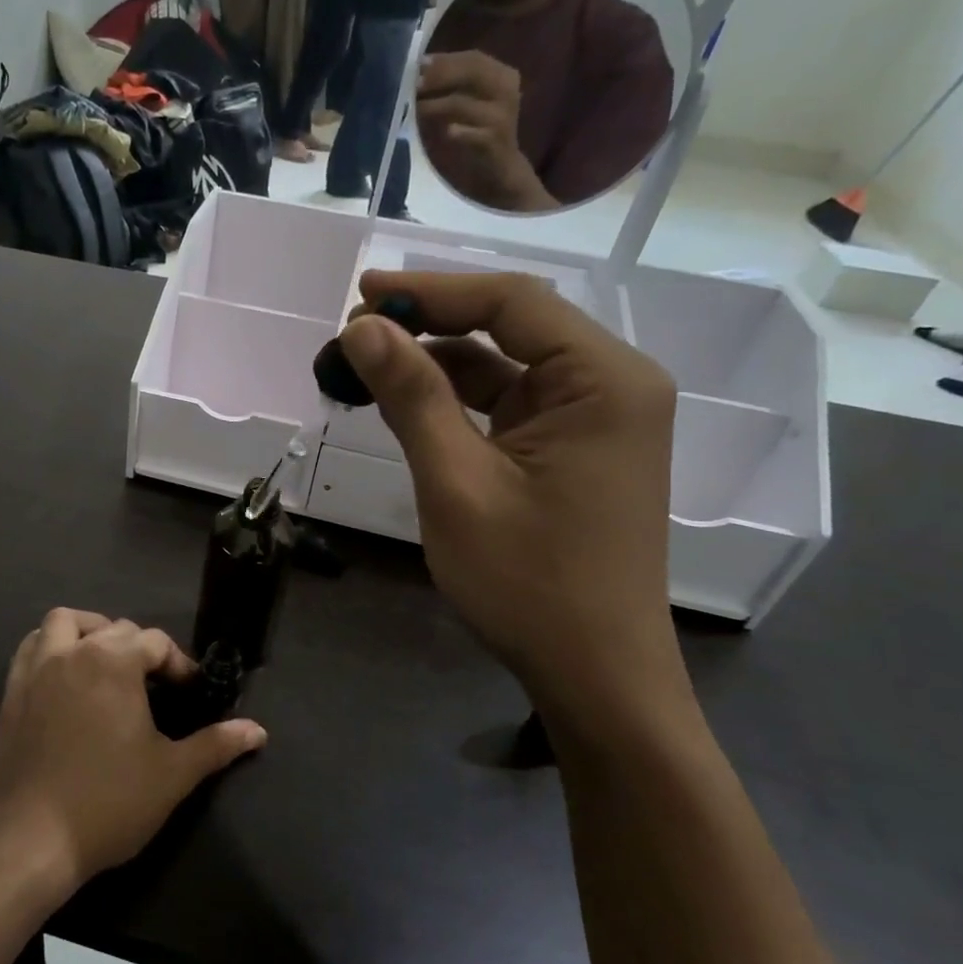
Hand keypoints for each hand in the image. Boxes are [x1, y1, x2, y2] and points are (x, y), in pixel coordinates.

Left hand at [0, 610, 266, 889]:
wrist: (33, 840)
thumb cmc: (110, 802)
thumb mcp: (173, 774)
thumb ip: (215, 744)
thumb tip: (257, 731)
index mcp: (113, 662)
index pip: (154, 641)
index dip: (178, 663)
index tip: (189, 692)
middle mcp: (73, 653)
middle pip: (113, 628)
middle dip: (139, 647)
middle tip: (153, 685)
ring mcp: (36, 670)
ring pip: (62, 623)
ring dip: (87, 631)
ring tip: (104, 661)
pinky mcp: (11, 692)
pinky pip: (30, 649)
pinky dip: (49, 648)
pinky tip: (63, 677)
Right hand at [339, 271, 677, 696]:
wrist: (593, 672)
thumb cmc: (529, 581)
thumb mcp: (457, 483)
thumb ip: (412, 397)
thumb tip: (361, 329)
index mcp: (603, 380)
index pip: (511, 302)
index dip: (431, 291)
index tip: (361, 293)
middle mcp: (610, 385)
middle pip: (510, 327)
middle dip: (429, 326)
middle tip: (352, 336)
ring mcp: (594, 420)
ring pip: (504, 367)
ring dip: (436, 366)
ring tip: (364, 370)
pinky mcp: (573, 451)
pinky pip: (509, 405)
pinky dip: (457, 402)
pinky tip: (406, 406)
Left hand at [416, 52, 554, 211]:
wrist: (501, 168)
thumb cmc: (479, 132)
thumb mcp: (470, 104)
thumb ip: (453, 86)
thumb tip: (420, 71)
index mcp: (502, 76)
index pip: (473, 59)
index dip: (446, 60)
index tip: (419, 63)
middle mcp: (506, 91)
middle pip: (472, 73)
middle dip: (440, 76)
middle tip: (415, 83)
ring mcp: (502, 117)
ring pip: (464, 103)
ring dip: (437, 104)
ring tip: (415, 107)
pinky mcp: (494, 142)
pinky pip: (472, 134)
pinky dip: (457, 131)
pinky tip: (445, 131)